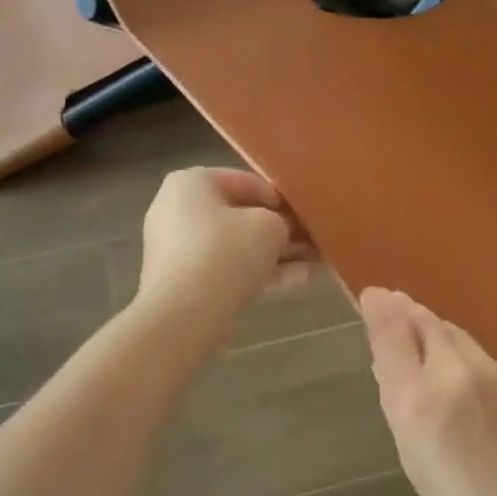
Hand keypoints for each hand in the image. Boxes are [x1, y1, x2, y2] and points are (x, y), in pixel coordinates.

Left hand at [137, 169, 315, 332]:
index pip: (243, 181)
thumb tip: (282, 232)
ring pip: (239, 248)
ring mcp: (181, 251)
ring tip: (317, 261)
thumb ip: (282, 222)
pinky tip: (303, 281)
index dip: (279, 196)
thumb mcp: (269, 226)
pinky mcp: (187, 284)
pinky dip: (263, 274)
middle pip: (240, 217)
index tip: (304, 212)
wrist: (185, 314)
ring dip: (278, 255)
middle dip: (280, 230)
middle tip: (313, 238)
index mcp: (191, 184)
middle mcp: (179, 212)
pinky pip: (230, 271)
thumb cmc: (226, 251)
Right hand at [359, 287, 496, 495]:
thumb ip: (401, 404)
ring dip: (431, 325)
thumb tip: (388, 364)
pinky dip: (458, 346)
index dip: (379, 309)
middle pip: (423, 322)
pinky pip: (476, 350)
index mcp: (417, 400)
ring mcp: (490, 370)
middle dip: (404, 310)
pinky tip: (456, 360)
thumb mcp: (414, 459)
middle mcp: (452, 372)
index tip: (372, 295)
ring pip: (452, 332)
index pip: (392, 333)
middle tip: (392, 302)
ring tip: (418, 323)